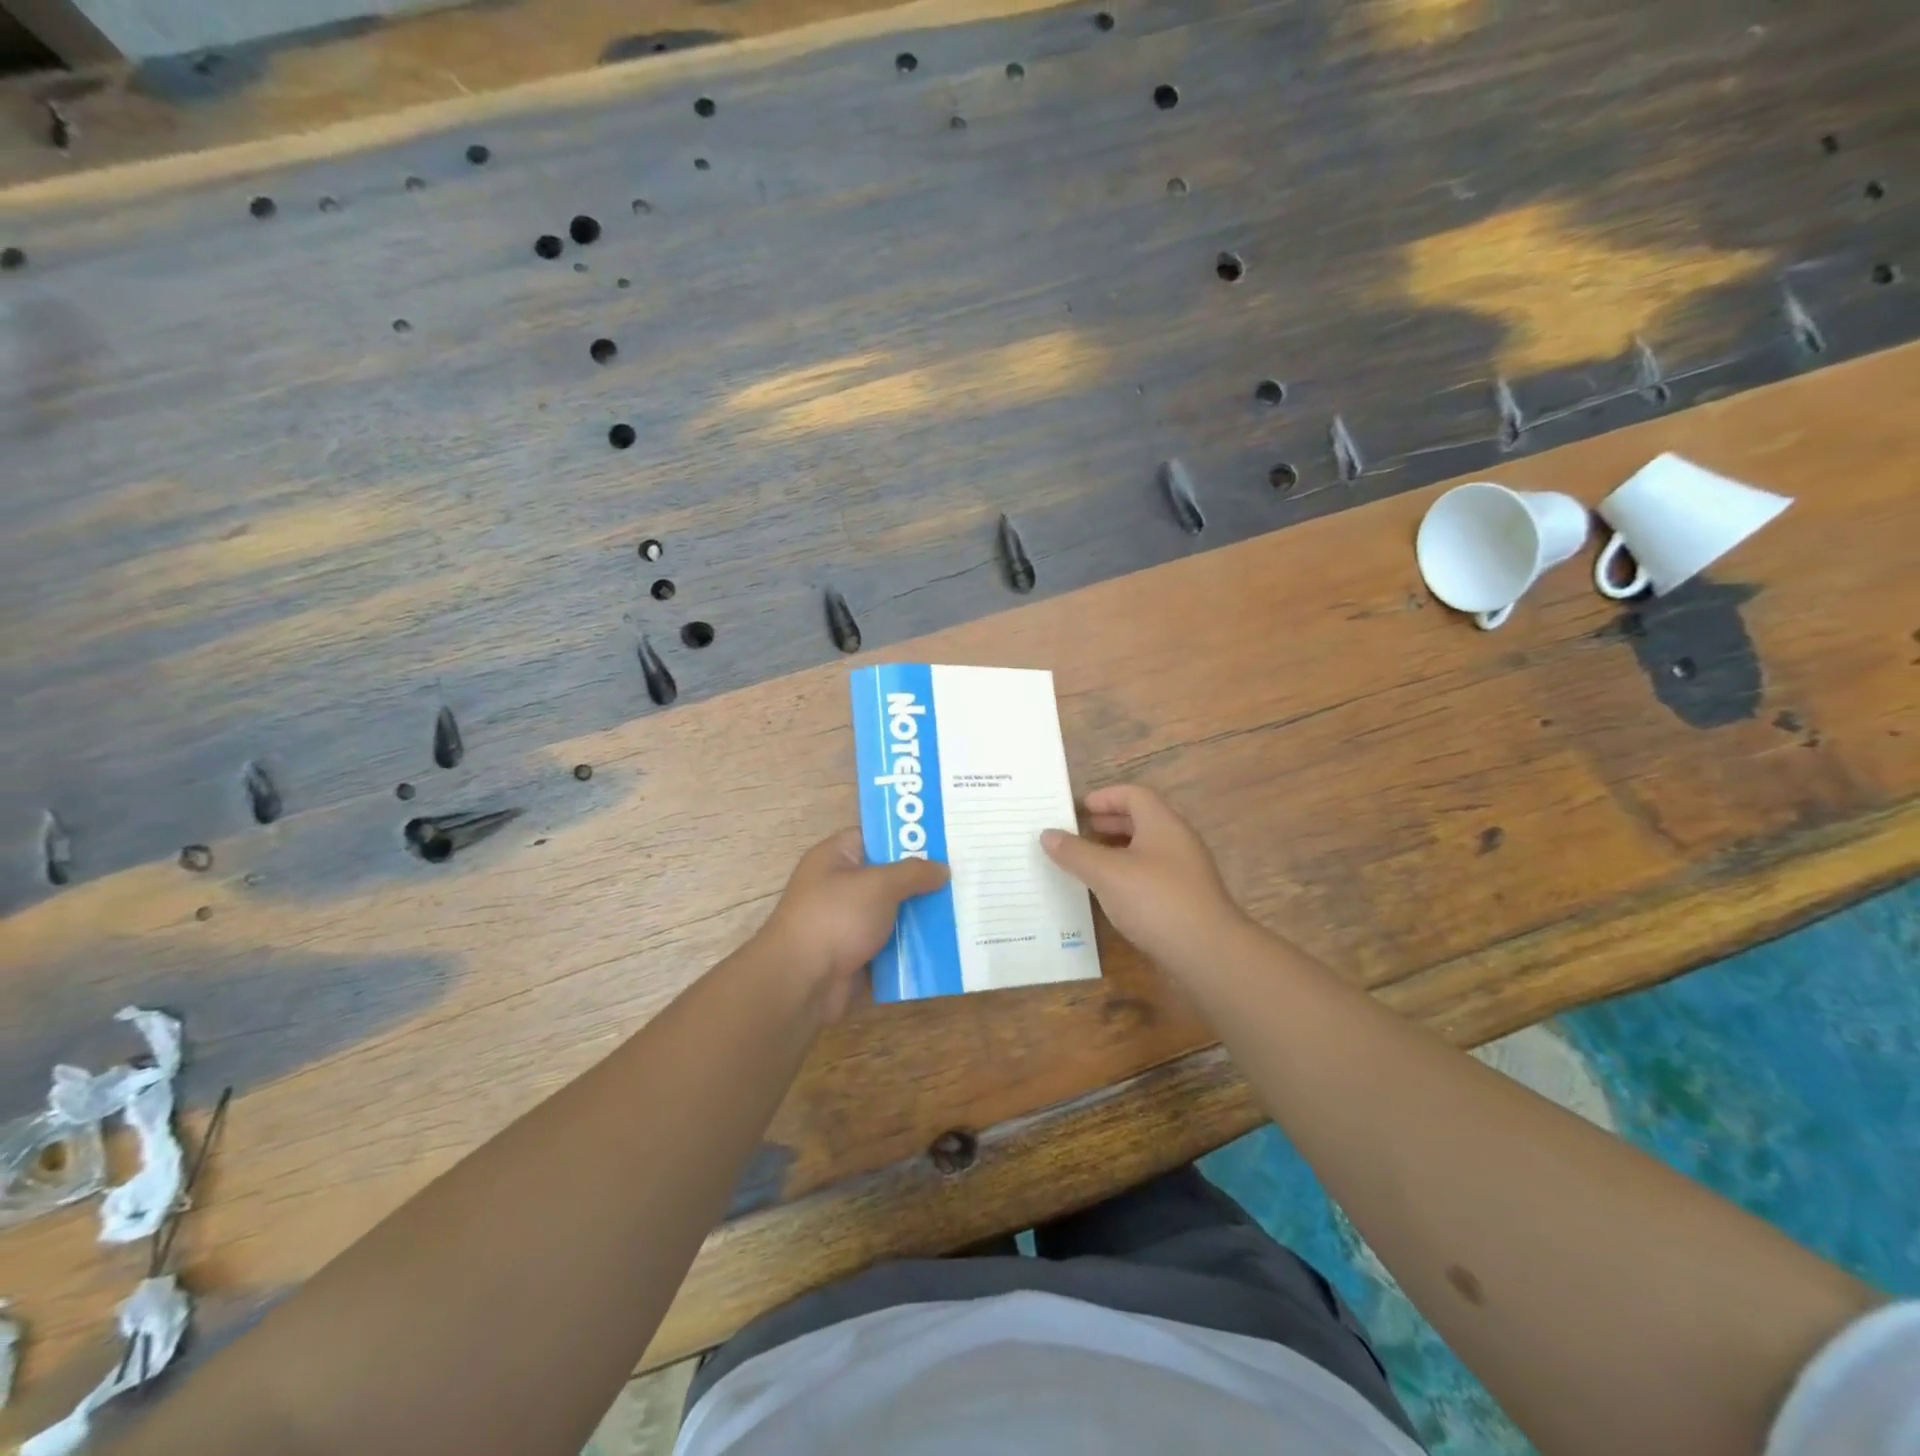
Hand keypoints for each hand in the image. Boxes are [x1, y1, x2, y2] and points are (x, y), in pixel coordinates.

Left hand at [760, 829, 949, 1019]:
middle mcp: (841, 885)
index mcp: (836, 856)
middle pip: (889, 875)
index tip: (944, 839)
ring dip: (922, 914)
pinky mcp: (857, 954)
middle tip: (964, 874)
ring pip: (894, 911)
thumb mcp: (879, 885)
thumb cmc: (836, 918)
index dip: (908, 836)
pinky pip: (892, 943)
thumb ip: (914, 872)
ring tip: (964, 907)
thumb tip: (942, 869)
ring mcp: (848, 922)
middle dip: (923, 878)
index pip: (876, 836)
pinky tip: (947, 941)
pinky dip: (914, 944)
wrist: (802, 982)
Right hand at [1041, 784, 1248, 976]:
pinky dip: (1127, 875)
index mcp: (1162, 823)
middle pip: (1140, 820)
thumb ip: (1075, 852)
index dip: (1104, 797)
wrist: (1208, 952)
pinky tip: (1110, 894)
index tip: (1078, 810)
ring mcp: (1185, 871)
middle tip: (1077, 834)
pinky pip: (1151, 875)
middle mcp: (1177, 840)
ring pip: (1145, 849)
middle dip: (1107, 824)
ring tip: (1087, 864)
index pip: (1133, 795)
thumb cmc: (1155, 900)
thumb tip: (1047, 834)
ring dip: (1115, 851)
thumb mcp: (1107, 873)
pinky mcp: (1185, 899)